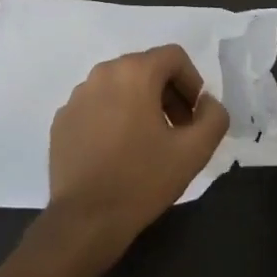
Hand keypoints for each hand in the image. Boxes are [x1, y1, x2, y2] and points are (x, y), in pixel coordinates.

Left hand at [48, 45, 230, 258]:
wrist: (86, 219)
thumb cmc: (142, 179)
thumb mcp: (194, 151)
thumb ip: (214, 117)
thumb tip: (207, 102)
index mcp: (134, 73)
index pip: (173, 56)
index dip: (192, 82)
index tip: (195, 116)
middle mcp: (102, 73)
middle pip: (145, 68)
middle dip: (167, 93)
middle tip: (177, 130)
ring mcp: (76, 96)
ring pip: (119, 86)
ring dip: (140, 105)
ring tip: (148, 143)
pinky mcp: (62, 119)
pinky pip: (96, 106)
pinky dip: (112, 118)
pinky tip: (117, 152)